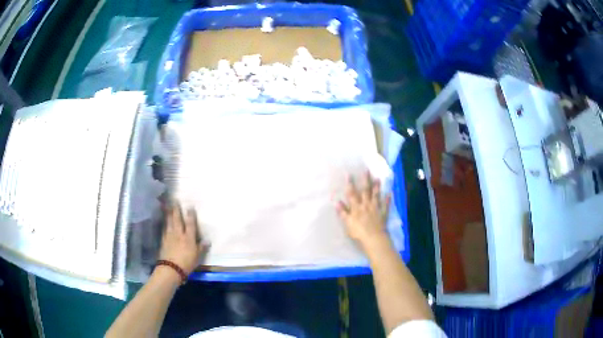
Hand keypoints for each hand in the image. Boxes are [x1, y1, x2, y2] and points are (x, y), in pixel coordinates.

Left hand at [159, 203, 207, 275]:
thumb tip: (207, 241)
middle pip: (177, 219)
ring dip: (169, 214)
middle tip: (175, 201)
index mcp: (188, 238)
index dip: (190, 215)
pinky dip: (165, 224)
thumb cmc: (187, 263)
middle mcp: (179, 234)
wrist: (171, 268)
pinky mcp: (163, 241)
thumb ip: (201, 248)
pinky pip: (164, 229)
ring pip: (169, 222)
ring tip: (168, 207)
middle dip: (176, 210)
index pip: (190, 224)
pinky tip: (164, 222)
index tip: (189, 206)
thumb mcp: (197, 257)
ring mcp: (170, 236)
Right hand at [336, 172, 390, 249]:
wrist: (373, 239)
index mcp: (356, 208)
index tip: (349, 174)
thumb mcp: (347, 223)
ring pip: (376, 196)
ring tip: (378, 178)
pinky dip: (388, 199)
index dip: (350, 184)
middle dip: (365, 180)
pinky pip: (385, 205)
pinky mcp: (383, 214)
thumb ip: (342, 213)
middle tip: (367, 170)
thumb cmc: (358, 233)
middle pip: (365, 191)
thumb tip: (336, 202)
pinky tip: (390, 193)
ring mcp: (376, 209)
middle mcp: (366, 205)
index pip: (352, 194)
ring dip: (377, 187)